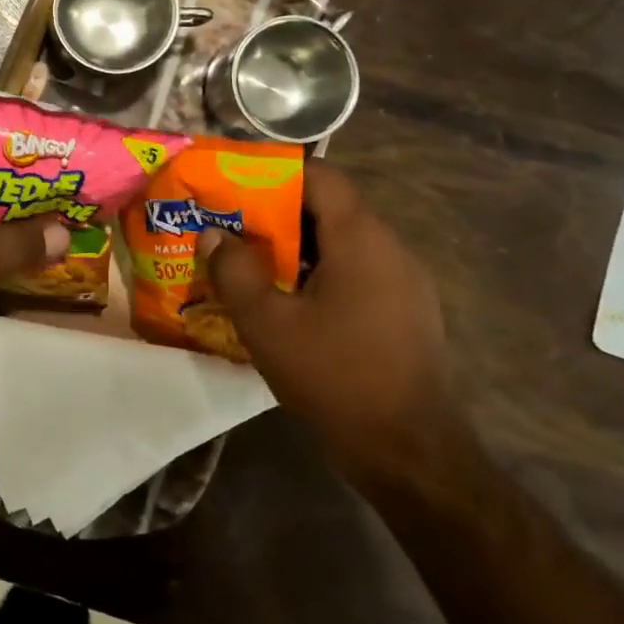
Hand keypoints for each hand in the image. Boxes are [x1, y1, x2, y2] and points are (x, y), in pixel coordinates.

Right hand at [201, 159, 453, 481]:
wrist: (410, 452)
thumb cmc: (335, 375)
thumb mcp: (267, 323)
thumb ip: (234, 270)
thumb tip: (214, 233)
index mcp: (361, 238)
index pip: (319, 175)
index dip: (274, 172)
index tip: (233, 184)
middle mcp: (390, 248)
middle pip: (328, 208)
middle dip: (275, 213)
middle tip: (230, 227)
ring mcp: (403, 282)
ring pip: (341, 243)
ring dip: (295, 247)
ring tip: (250, 264)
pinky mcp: (405, 312)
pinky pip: (356, 272)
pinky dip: (318, 273)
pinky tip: (288, 303)